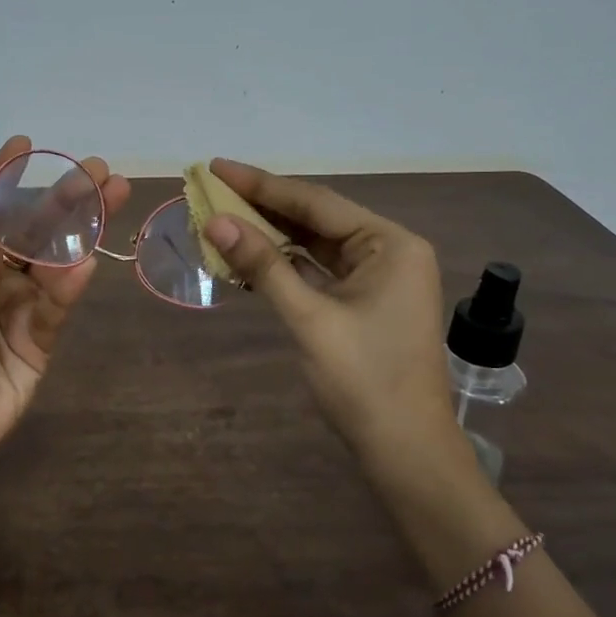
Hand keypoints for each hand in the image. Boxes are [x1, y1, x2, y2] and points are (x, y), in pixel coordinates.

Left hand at [0, 136, 130, 480]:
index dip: (7, 179)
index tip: (26, 144)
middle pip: (33, 231)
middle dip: (64, 199)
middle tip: (98, 169)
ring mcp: (21, 304)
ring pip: (55, 260)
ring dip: (82, 231)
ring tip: (113, 196)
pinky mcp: (42, 335)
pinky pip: (59, 304)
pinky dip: (72, 285)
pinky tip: (89, 261)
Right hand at [201, 158, 463, 473]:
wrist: (404, 450)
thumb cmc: (363, 379)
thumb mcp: (309, 317)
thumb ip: (263, 265)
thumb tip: (215, 221)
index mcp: (389, 244)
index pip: (315, 202)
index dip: (261, 184)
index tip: (216, 167)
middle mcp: (388, 251)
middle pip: (315, 218)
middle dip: (263, 206)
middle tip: (211, 188)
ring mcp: (377, 278)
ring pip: (314, 245)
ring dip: (270, 235)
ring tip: (221, 217)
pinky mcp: (364, 302)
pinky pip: (317, 271)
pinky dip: (284, 264)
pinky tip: (248, 256)